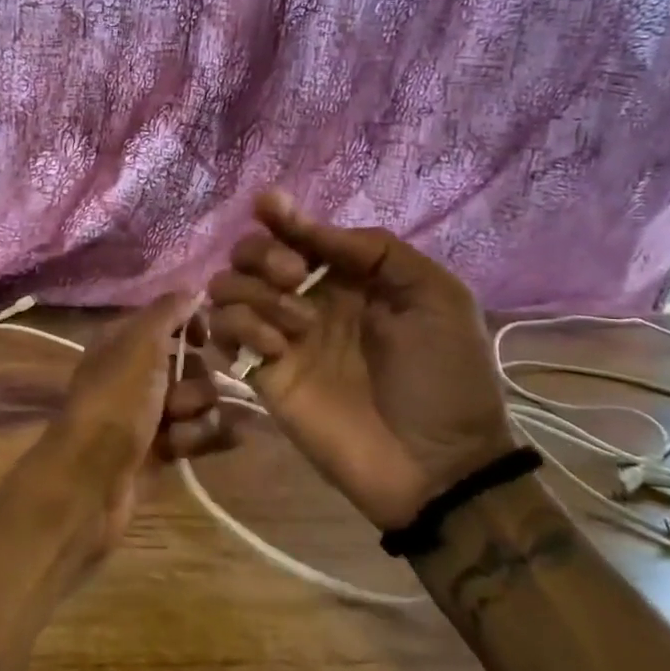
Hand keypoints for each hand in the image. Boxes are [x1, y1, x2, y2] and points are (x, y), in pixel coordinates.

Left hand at [28, 294, 222, 551]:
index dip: (190, 326)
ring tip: (176, 433)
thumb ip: (168, 312)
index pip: (168, 320)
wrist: (92, 478)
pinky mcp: (160, 449)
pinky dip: (202, 439)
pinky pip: (197, 434)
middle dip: (195, 383)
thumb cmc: (116, 402)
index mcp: (122, 342)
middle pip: (191, 365)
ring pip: (198, 402)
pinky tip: (201, 446)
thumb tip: (193, 290)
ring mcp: (146, 413)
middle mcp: (134, 373)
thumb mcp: (140, 343)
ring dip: (197, 416)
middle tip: (176, 401)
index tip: (204, 338)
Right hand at [206, 192, 514, 529]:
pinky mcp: (262, 374)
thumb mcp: (436, 297)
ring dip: (253, 292)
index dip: (279, 214)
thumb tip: (312, 230)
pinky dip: (241, 328)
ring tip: (296, 326)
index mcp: (348, 276)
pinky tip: (277, 351)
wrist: (437, 464)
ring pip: (227, 288)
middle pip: (250, 253)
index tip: (268, 205)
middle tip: (295, 278)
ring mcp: (280, 336)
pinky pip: (224, 333)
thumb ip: (376, 251)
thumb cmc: (445, 376)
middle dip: (263, 254)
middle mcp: (306, 298)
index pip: (297, 232)